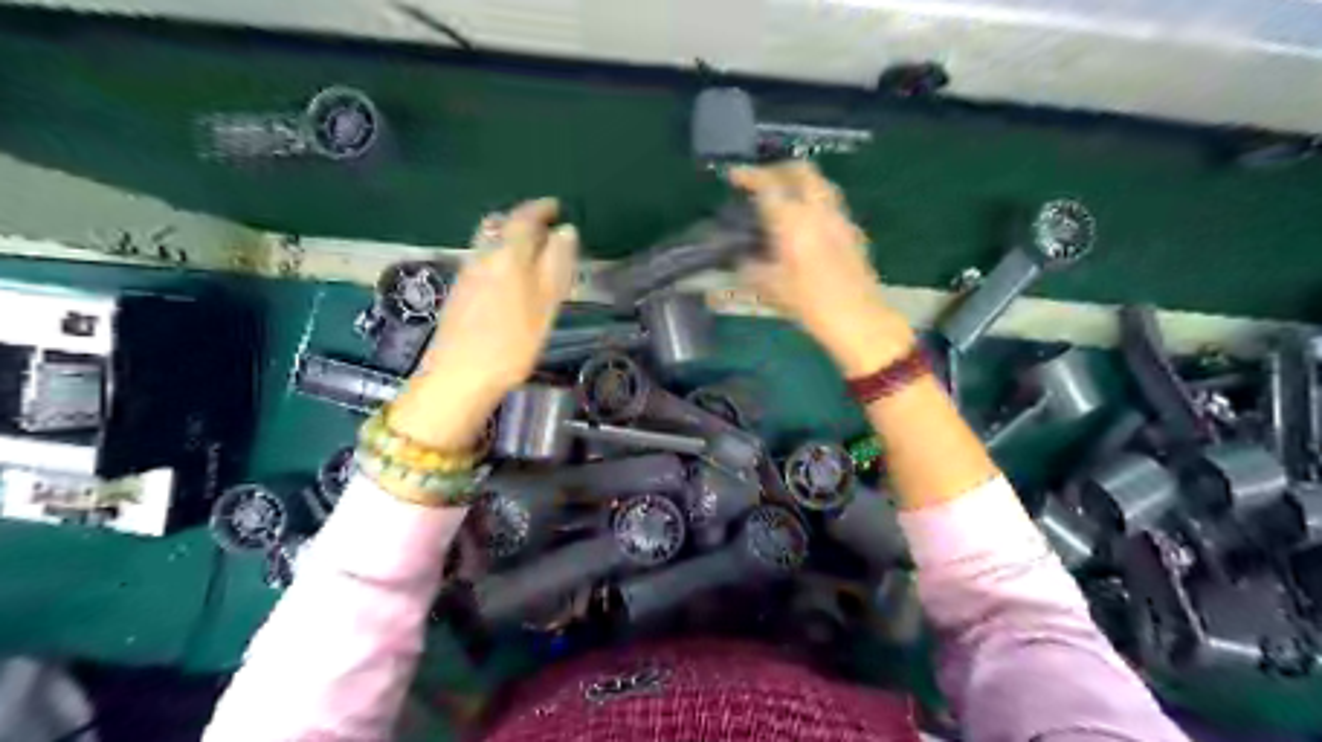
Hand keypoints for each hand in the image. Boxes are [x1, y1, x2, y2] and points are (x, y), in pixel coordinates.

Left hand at [389, 197, 580, 448]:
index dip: (540, 209)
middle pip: (498, 225)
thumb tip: (566, 231)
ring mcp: (466, 275)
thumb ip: (555, 266)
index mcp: (506, 255)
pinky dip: (498, 256)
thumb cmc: (511, 343)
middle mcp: (481, 257)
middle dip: (521, 220)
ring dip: (508, 238)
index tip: (556, 206)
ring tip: (529, 251)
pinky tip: (508, 277)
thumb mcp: (545, 305)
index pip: (523, 218)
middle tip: (543, 226)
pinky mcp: (458, 294)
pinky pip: (481, 260)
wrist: (458, 376)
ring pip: (487, 243)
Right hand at [728, 163, 914, 375]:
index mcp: (794, 221)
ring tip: (782, 198)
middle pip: (801, 171)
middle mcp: (819, 211)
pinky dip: (813, 203)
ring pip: (820, 184)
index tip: (733, 175)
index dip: (748, 176)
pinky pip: (831, 205)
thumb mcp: (770, 288)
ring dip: (799, 183)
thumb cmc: (810, 305)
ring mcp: (840, 218)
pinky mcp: (853, 232)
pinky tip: (805, 224)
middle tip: (761, 181)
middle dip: (778, 170)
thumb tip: (740, 256)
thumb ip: (750, 266)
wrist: (858, 319)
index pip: (769, 185)